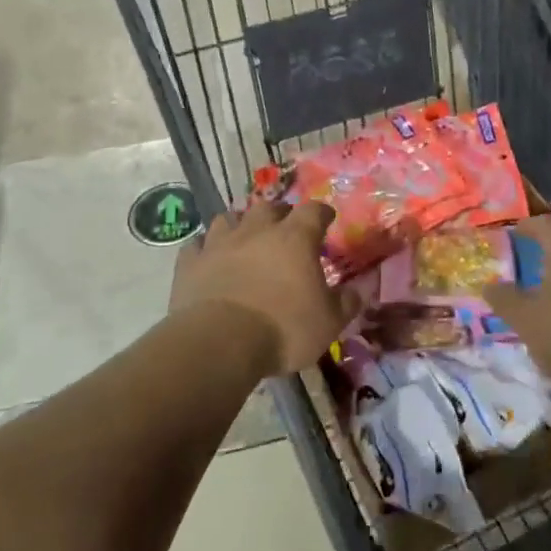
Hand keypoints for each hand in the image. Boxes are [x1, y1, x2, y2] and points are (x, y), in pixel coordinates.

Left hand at [168, 201, 347, 376]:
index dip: (321, 213)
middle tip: (285, 229)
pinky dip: (204, 248)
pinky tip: (209, 258)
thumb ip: (347, 302)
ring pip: (229, 218)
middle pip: (269, 207)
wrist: (219, 343)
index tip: (326, 219)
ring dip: (240, 225)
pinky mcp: (190, 264)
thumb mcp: (329, 322)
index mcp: (295, 238)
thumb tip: (361, 289)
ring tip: (245, 238)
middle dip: (279, 214)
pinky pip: (196, 245)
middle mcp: (257, 231)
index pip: (313, 210)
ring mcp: (219, 244)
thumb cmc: (283, 328)